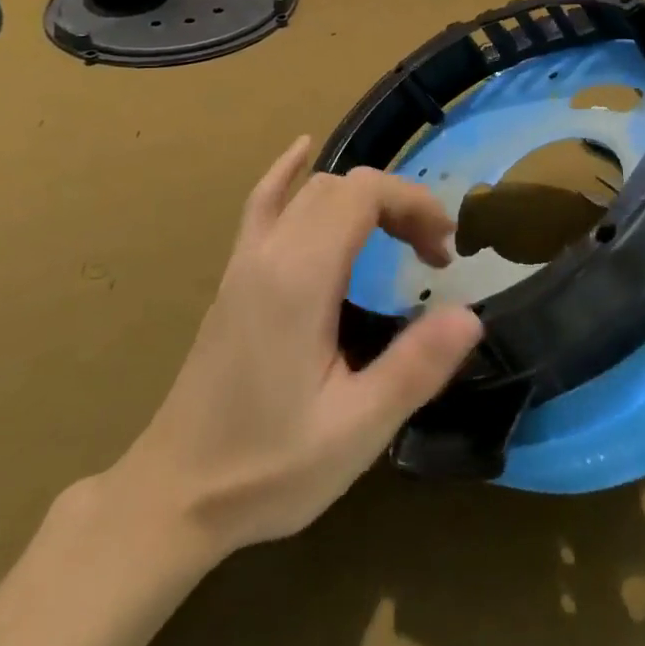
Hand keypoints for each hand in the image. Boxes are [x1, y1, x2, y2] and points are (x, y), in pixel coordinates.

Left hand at [107, 137, 482, 560]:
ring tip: (396, 233)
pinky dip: (288, 172)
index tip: (444, 252)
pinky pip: (263, 202)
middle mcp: (271, 252)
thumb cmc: (268, 466)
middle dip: (397, 203)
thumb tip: (471, 314)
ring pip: (310, 190)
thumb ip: (416, 368)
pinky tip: (302, 150)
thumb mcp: (356, 430)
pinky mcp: (235, 275)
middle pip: (342, 185)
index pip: (365, 194)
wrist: (173, 495)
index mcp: (300, 278)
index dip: (414, 205)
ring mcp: (246, 259)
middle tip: (430, 255)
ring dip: (361, 196)